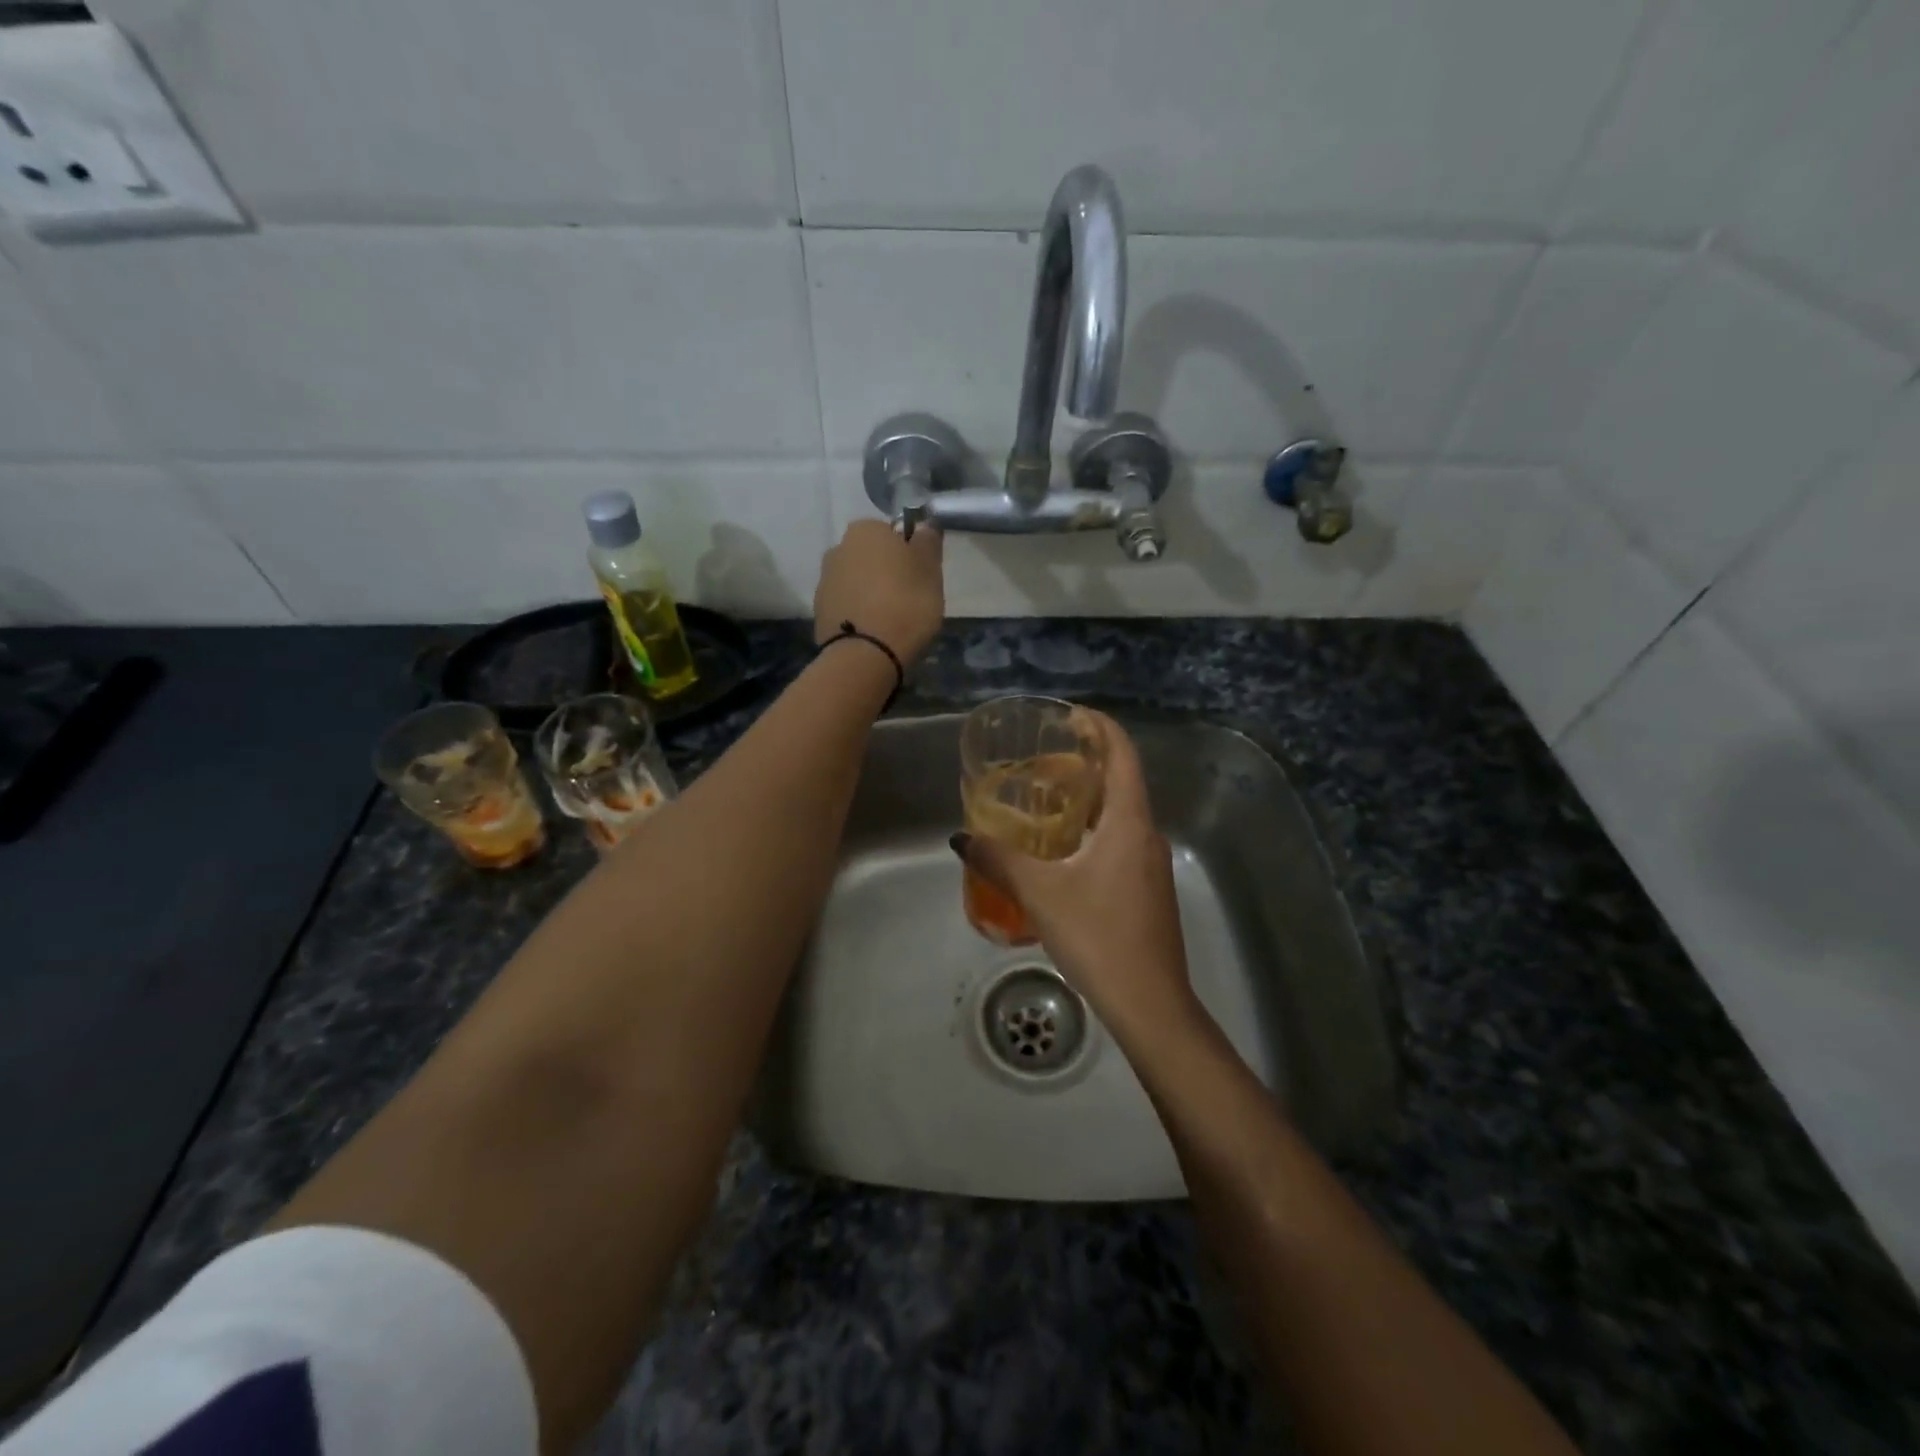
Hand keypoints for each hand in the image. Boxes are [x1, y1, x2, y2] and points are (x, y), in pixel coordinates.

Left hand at [814, 519, 944, 664]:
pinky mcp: (819, 612)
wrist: (866, 655)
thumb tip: (922, 526)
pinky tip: (875, 633)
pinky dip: (859, 614)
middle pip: (872, 557)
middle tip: (910, 600)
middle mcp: (838, 548)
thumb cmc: (906, 603)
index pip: (893, 533)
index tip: (921, 577)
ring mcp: (824, 581)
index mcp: (866, 530)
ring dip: (872, 594)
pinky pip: (847, 606)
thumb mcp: (931, 569)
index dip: (910, 553)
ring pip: (857, 582)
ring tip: (892, 621)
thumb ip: (928, 541)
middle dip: (887, 573)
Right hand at [951, 713, 1198, 1045]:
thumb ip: (998, 859)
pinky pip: (1121, 841)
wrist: (1150, 1003)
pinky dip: (1094, 829)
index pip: (1122, 754)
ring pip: (1121, 815)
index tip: (1071, 715)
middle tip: (1045, 758)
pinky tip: (1063, 851)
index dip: (1100, 727)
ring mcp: (1152, 864)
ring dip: (1090, 799)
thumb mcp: (1039, 893)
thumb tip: (961, 837)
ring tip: (1046, 800)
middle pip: (1122, 781)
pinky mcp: (1148, 890)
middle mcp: (1147, 835)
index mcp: (1129, 822)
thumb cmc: (1098, 935)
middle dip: (1088, 762)